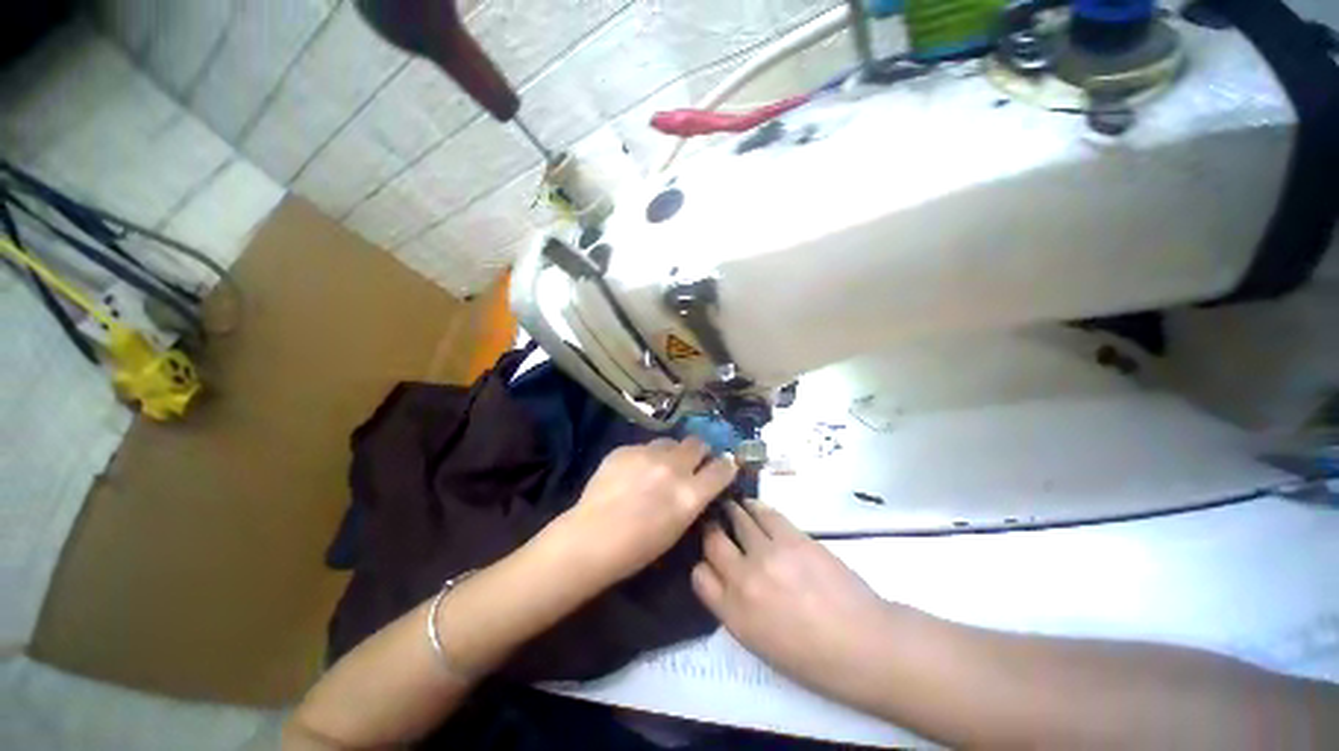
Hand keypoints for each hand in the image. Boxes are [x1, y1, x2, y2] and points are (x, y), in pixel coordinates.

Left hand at [557, 437, 735, 586]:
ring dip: (671, 452)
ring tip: (658, 465)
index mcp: (690, 494)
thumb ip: (692, 500)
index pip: (722, 468)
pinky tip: (631, 472)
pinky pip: (644, 447)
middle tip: (690, 462)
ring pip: (670, 441)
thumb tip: (699, 484)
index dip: (725, 466)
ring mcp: (648, 454)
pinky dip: (644, 456)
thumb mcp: (677, 527)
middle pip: (698, 443)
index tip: (723, 467)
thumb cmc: (637, 548)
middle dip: (699, 451)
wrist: (591, 538)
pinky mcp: (626, 449)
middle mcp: (674, 467)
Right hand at [692, 500, 892, 696]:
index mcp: (734, 615)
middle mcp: (744, 580)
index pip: (699, 577)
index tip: (711, 561)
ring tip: (732, 508)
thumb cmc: (814, 659)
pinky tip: (753, 507)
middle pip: (712, 541)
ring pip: (737, 519)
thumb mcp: (760, 644)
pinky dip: (755, 507)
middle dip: (711, 531)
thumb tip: (726, 578)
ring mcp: (768, 554)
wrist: (865, 645)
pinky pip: (764, 512)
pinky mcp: (792, 537)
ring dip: (731, 512)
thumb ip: (735, 609)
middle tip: (716, 526)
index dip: (703, 565)